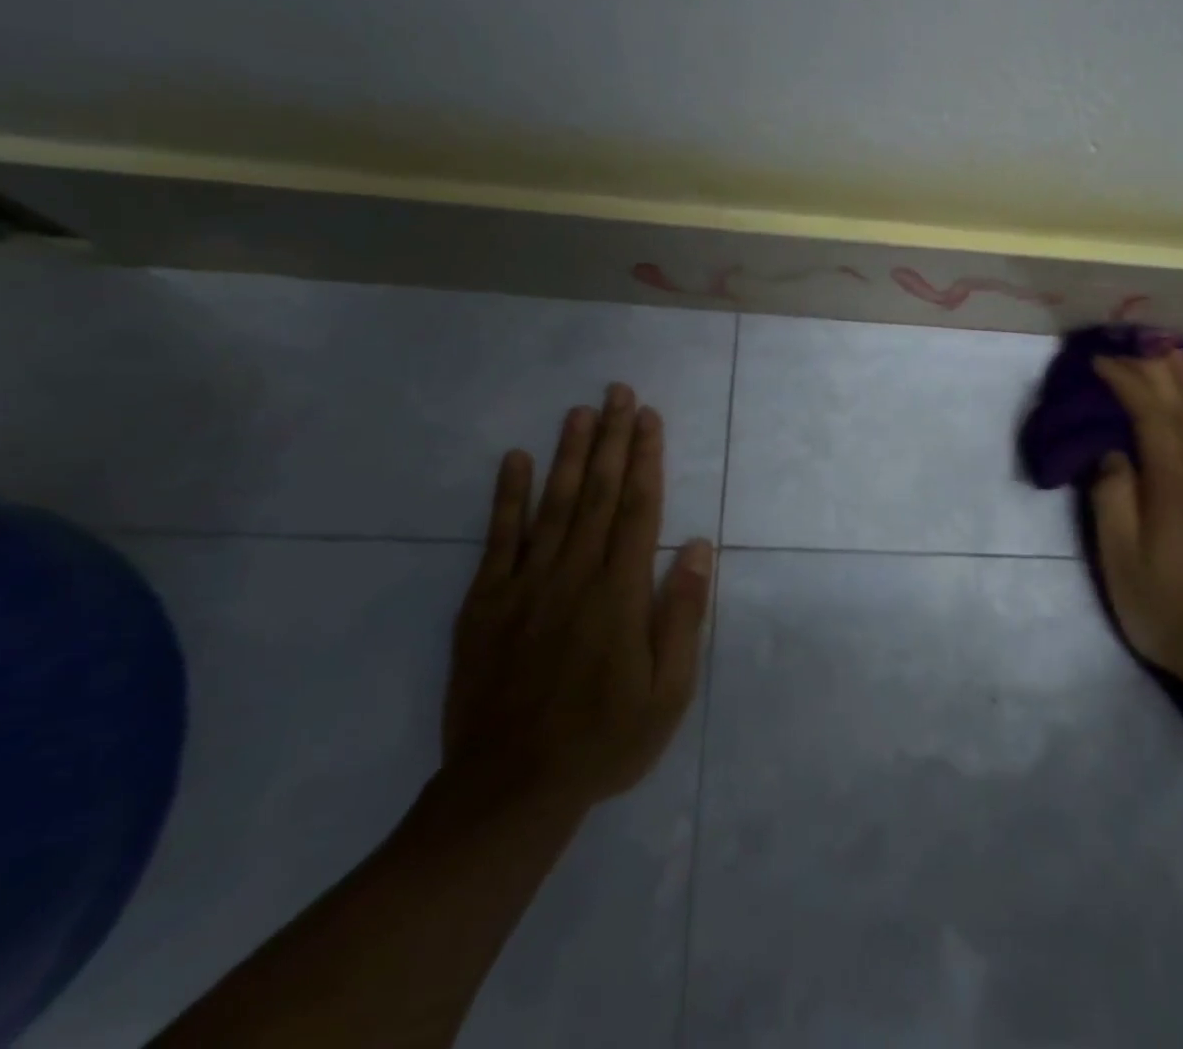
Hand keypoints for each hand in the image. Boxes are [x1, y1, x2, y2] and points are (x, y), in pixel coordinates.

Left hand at [442, 384, 714, 821]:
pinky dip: (506, 496)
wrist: (509, 790)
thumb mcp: (668, 691)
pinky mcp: (485, 603)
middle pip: (599, 493)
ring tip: (580, 411)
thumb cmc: (603, 739)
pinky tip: (514, 460)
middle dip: (612, 439)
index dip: (646, 458)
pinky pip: (498, 539)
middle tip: (619, 393)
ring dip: (570, 454)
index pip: (637, 508)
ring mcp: (525, 585)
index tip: (650, 418)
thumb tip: (696, 546)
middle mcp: (574, 574)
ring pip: (553, 504)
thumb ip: (682, 614)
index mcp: (620, 592)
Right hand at [1090, 351, 1182, 714]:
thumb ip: (1114, 502)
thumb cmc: (1172, 612)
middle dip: (1157, 372)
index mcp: (1174, 485)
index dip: (1126, 381)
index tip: (1101, 364)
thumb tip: (1114, 454)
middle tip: (1135, 347)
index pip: (1150, 415)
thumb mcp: (1122, 565)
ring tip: (1175, 355)